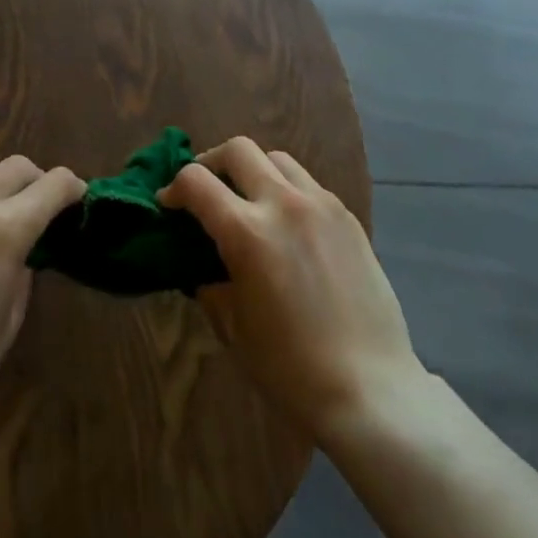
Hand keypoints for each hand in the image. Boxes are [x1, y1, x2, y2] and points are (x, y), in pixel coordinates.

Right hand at [161, 138, 425, 443]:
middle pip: (238, 149)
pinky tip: (287, 225)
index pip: (196, 181)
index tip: (169, 205)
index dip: (174, 188)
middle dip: (211, 163)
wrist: (369, 387)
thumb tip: (202, 264)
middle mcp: (284, 204)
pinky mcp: (348, 217)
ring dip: (253, 170)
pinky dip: (286, 190)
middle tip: (205, 191)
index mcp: (248, 232)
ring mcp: (321, 205)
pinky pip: (308, 184)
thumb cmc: (290, 367)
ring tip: (248, 201)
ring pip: (277, 159)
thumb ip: (211, 283)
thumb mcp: (233, 327)